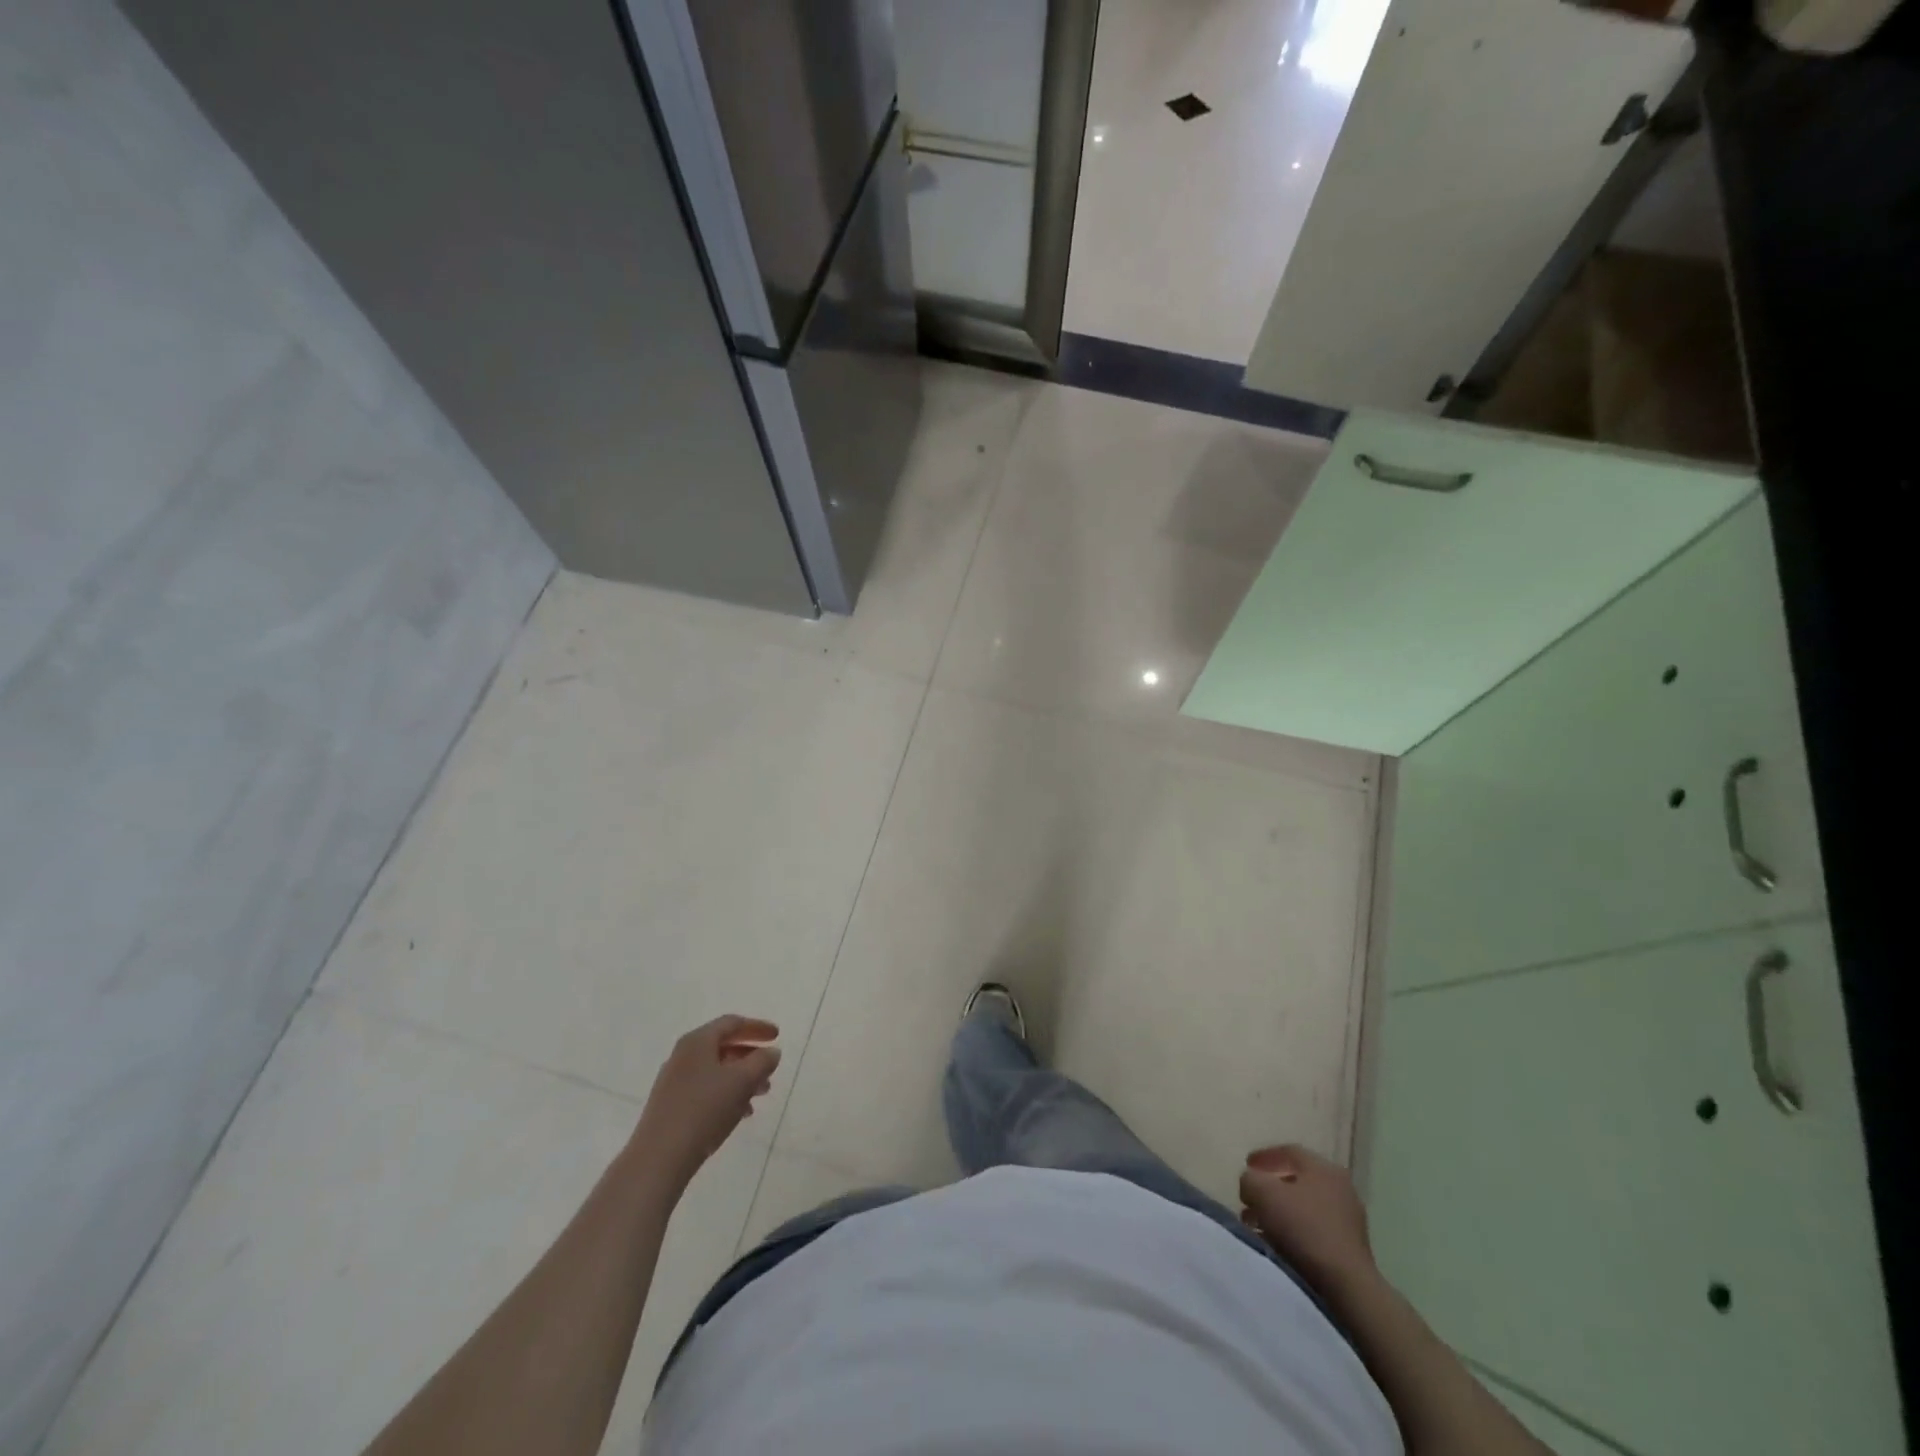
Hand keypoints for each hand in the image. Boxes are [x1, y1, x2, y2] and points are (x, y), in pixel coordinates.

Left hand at [633, 1016, 780, 1188]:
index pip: (732, 1023)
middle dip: (750, 1056)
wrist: (659, 1158)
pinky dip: (726, 1094)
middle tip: (770, 1068)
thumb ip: (762, 1062)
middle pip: (723, 1046)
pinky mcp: (670, 1106)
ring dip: (741, 1078)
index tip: (777, 1036)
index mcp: (697, 1041)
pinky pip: (705, 1090)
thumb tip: (771, 1052)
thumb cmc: (704, 1110)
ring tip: (761, 1094)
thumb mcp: (742, 1081)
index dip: (757, 1027)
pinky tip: (739, 1113)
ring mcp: (673, 1081)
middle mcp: (683, 1056)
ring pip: (715, 1070)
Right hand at [1239, 1144, 1375, 1290]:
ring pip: (1305, 1208)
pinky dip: (1294, 1232)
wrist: (1346, 1285)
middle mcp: (1340, 1188)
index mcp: (1324, 1168)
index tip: (1246, 1165)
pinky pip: (1315, 1230)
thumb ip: (1250, 1179)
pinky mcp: (1350, 1249)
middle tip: (1250, 1199)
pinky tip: (1278, 1244)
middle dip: (1270, 1189)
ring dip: (1280, 1213)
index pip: (1290, 1151)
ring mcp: (1349, 1220)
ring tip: (1258, 1226)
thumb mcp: (1263, 1193)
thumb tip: (1251, 1183)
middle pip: (1297, 1181)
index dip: (1264, 1156)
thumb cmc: (1303, 1228)